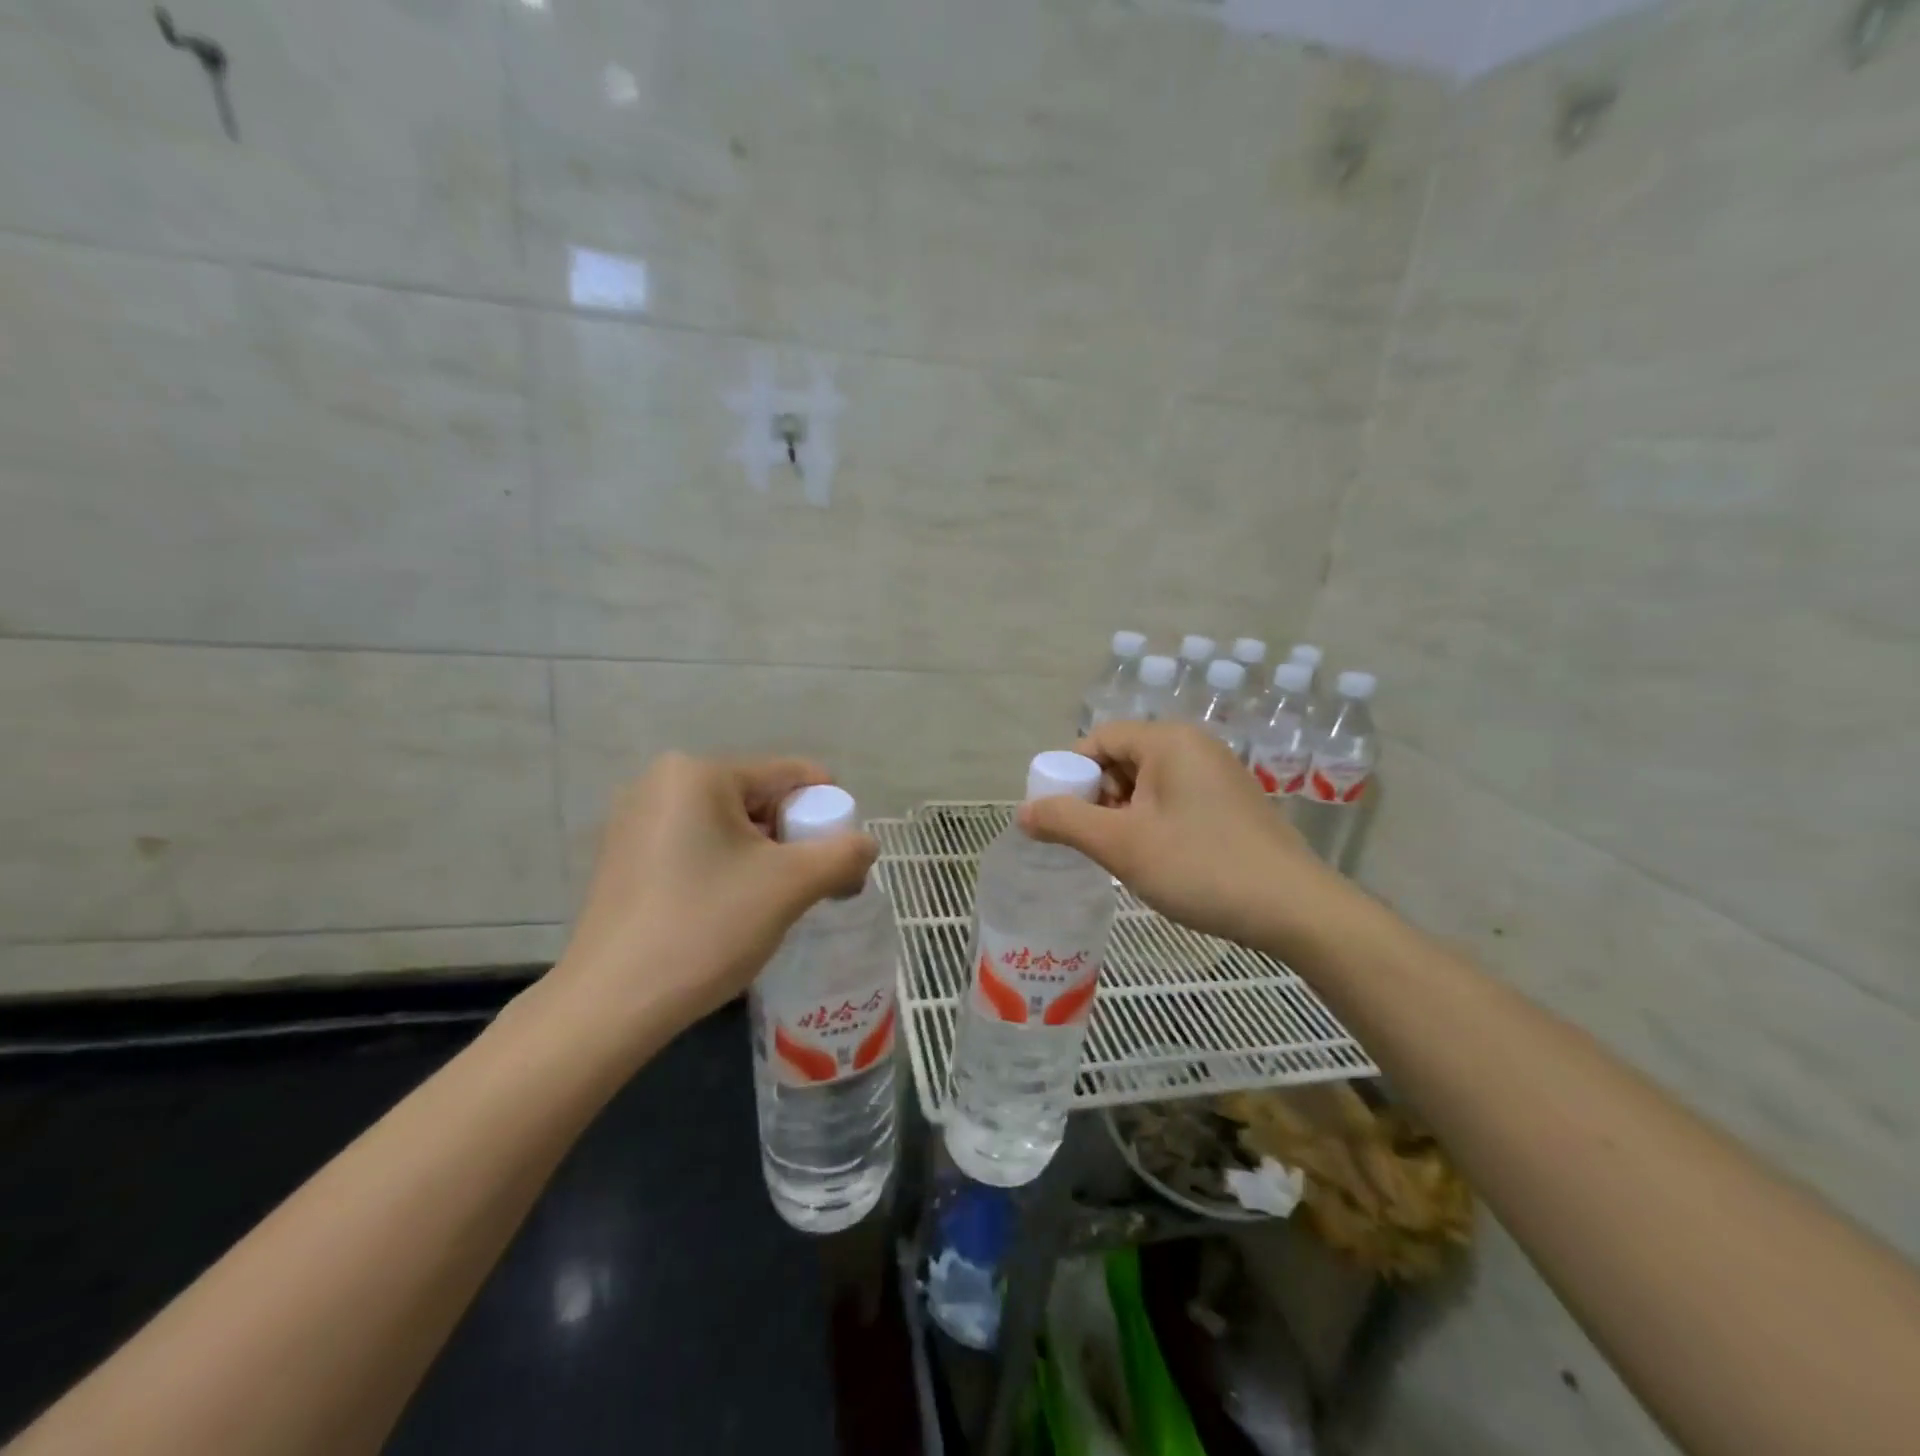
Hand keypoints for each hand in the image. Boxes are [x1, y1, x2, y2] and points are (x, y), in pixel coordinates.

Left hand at [552, 752, 877, 1036]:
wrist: (611, 1005)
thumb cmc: (705, 927)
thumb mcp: (790, 886)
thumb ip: (842, 854)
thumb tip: (866, 845)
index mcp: (698, 774)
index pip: (789, 775)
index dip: (828, 811)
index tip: (845, 856)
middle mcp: (660, 784)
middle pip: (758, 800)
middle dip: (794, 838)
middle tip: (812, 886)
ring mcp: (635, 822)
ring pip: (728, 827)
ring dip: (763, 858)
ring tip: (775, 904)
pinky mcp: (624, 859)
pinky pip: (697, 848)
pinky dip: (727, 869)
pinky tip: (731, 910)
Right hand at [1019, 721, 1328, 947]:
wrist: (1295, 909)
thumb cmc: (1201, 867)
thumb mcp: (1122, 845)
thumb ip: (1066, 822)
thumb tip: (1023, 811)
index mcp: (1168, 740)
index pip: (1098, 739)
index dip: (1070, 775)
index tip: (1059, 818)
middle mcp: (1194, 745)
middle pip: (1122, 759)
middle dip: (1097, 798)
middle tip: (1093, 842)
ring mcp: (1217, 773)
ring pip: (1147, 783)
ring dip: (1123, 815)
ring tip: (1123, 857)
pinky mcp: (1231, 802)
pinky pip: (1173, 799)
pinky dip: (1152, 822)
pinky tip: (1156, 859)